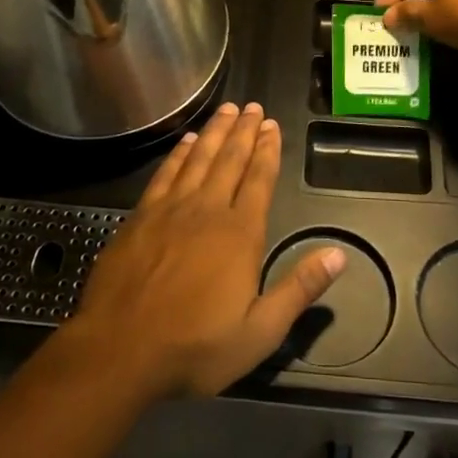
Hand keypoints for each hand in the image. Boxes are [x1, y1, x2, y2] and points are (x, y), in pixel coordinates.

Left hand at [63, 102, 345, 398]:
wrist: (119, 351)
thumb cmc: (194, 347)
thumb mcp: (259, 332)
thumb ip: (299, 289)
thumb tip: (338, 255)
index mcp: (239, 234)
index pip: (259, 180)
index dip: (268, 151)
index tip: (273, 125)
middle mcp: (207, 210)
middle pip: (230, 160)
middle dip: (244, 131)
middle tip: (253, 107)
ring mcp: (170, 210)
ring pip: (198, 159)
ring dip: (215, 132)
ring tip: (227, 110)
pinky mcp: (140, 217)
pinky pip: (166, 174)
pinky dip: (179, 154)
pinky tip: (186, 141)